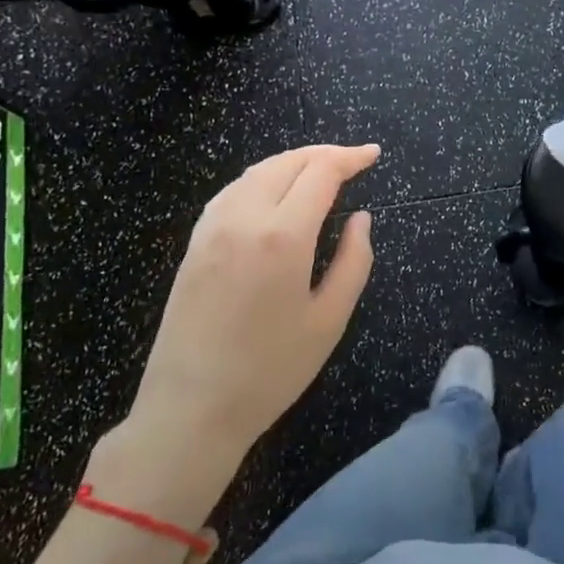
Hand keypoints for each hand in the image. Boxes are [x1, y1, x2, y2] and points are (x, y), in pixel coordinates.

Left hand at [123, 144, 379, 466]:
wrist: (190, 409)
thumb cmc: (270, 370)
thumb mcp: (329, 320)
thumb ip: (353, 261)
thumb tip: (361, 219)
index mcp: (282, 235)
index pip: (320, 173)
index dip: (350, 158)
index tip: (373, 154)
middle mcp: (243, 217)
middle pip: (287, 162)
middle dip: (324, 154)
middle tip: (353, 161)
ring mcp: (212, 227)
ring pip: (257, 171)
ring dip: (293, 163)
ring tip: (320, 172)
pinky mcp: (195, 242)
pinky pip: (233, 191)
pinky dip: (263, 178)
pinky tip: (276, 193)